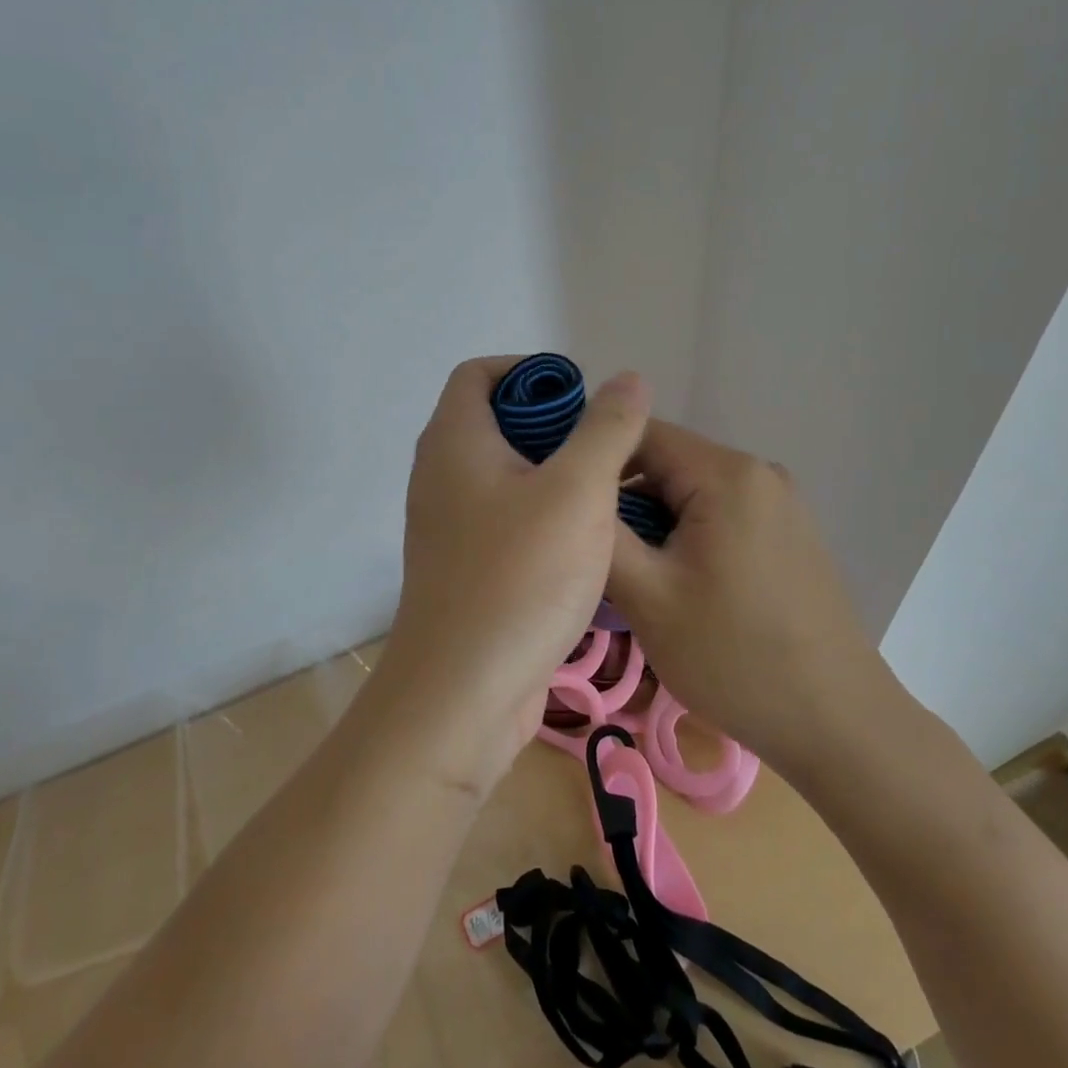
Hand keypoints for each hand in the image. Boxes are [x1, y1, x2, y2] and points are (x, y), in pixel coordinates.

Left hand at [370, 356, 651, 796]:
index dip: (529, 372)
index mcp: (454, 442)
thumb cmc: (520, 579)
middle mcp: (440, 475)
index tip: (580, 398)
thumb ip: (606, 429)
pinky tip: (583, 542)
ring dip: (551, 472)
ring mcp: (447, 525)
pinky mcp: (463, 567)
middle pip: (492, 421)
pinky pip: (503, 517)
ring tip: (605, 492)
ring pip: (502, 474)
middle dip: (551, 425)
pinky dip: (540, 513)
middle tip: (605, 448)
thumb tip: (627, 379)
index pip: (477, 373)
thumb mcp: (578, 492)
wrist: (462, 695)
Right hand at [606, 420, 900, 769]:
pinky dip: (688, 534)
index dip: (594, 461)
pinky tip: (678, 583)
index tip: (563, 505)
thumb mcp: (648, 596)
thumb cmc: (734, 657)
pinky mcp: (790, 532)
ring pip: (692, 490)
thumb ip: (601, 534)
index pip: (639, 433)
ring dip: (654, 521)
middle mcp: (760, 472)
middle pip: (667, 462)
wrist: (837, 723)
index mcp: (727, 474)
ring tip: (631, 574)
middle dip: (624, 499)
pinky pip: (721, 513)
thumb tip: (571, 489)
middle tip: (594, 552)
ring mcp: (781, 502)